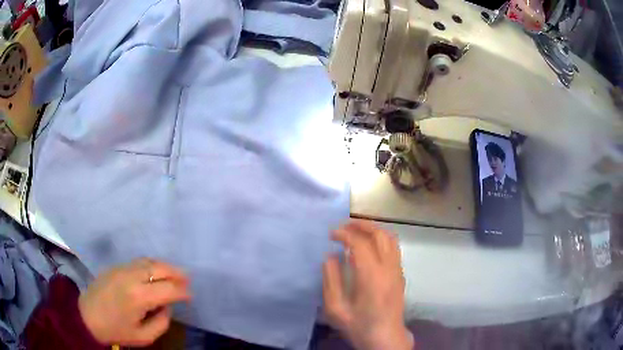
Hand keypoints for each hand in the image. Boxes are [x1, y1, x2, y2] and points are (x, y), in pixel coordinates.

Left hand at [78, 258, 190, 346]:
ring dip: (164, 266)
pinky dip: (151, 265)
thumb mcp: (143, 337)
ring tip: (174, 274)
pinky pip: (138, 262)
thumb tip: (167, 307)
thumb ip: (161, 323)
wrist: (87, 317)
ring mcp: (122, 269)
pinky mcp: (115, 267)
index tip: (190, 296)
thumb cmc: (116, 330)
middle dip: (176, 273)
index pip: (168, 289)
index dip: (182, 292)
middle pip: (159, 268)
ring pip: (148, 261)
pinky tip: (154, 273)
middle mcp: (131, 277)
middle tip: (187, 280)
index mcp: (139, 297)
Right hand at [323, 220, 412, 349]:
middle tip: (344, 225)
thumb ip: (331, 280)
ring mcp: (397, 271)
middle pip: (380, 235)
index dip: (344, 234)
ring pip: (390, 239)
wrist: (385, 338)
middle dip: (361, 225)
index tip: (331, 234)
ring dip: (373, 230)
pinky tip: (369, 246)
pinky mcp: (400, 275)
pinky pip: (393, 248)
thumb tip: (331, 256)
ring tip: (356, 231)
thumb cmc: (359, 326)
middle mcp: (388, 268)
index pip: (360, 243)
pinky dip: (381, 239)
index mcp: (371, 276)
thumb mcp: (335, 308)